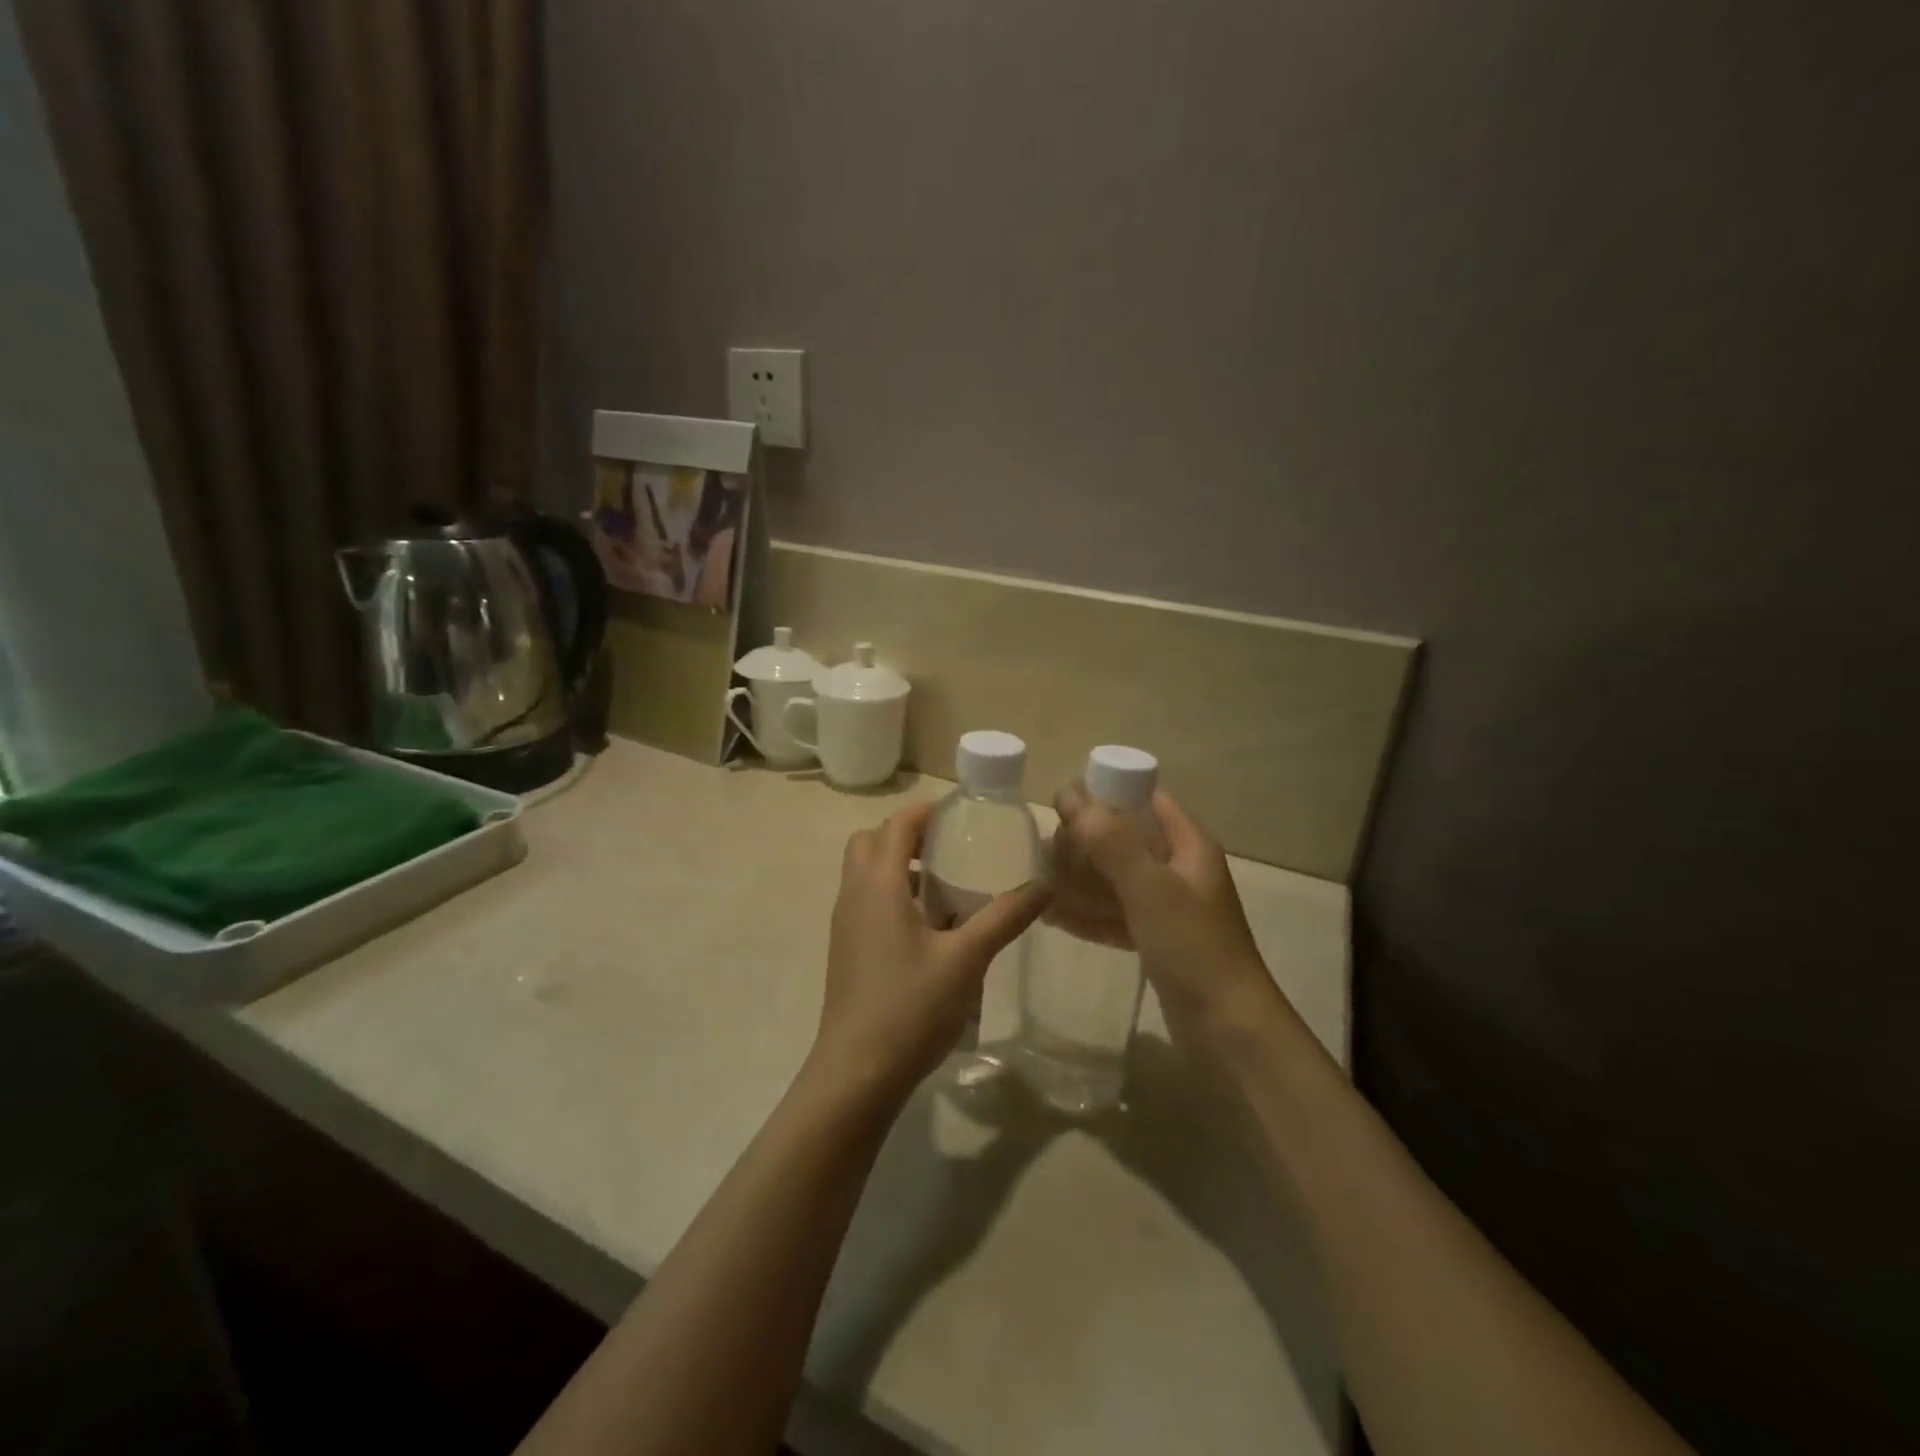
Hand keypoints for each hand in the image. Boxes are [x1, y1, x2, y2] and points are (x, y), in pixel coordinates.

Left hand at [809, 802, 1049, 1104]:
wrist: (857, 1073)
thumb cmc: (910, 1006)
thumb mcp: (967, 959)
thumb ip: (1005, 917)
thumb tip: (1045, 886)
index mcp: (878, 884)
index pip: (896, 824)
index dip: (927, 811)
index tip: (962, 813)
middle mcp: (853, 894)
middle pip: (870, 842)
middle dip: (906, 835)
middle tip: (949, 846)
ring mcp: (845, 924)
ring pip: (865, 874)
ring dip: (897, 866)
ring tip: (945, 884)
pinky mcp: (846, 950)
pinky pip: (866, 901)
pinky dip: (892, 895)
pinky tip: (929, 928)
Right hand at [1051, 786, 1278, 1032]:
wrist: (1229, 1030)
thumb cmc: (1192, 946)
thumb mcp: (1149, 887)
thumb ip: (1109, 840)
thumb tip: (1068, 793)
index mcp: (1188, 845)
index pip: (1145, 800)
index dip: (1106, 793)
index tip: (1062, 802)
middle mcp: (1180, 870)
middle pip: (1125, 840)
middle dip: (1084, 843)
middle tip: (1043, 852)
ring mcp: (1169, 908)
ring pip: (1116, 880)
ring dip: (1080, 879)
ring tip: (1038, 882)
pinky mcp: (1157, 941)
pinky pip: (1116, 915)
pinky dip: (1088, 914)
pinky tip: (1052, 916)